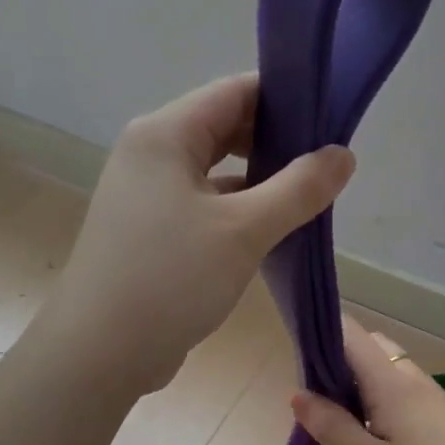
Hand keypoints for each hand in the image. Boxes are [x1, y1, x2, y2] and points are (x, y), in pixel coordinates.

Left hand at [47, 74, 354, 393]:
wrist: (101, 352)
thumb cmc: (170, 279)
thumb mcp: (244, 231)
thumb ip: (298, 189)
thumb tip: (343, 155)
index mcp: (164, 135)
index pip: (234, 92)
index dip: (286, 100)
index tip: (331, 122)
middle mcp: (150, 155)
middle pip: (224, 130)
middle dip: (276, 146)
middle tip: (326, 170)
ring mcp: (146, 197)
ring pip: (215, 174)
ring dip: (259, 184)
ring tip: (307, 203)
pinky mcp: (150, 234)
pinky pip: (202, 208)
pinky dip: (236, 215)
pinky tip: (270, 235)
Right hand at [290, 317, 444, 444]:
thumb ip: (331, 426)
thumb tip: (299, 394)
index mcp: (393, 382)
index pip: (351, 333)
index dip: (320, 334)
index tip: (295, 359)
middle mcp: (415, 381)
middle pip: (372, 350)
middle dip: (338, 365)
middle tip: (315, 404)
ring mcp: (435, 401)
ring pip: (388, 375)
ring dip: (359, 389)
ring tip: (338, 427)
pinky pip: (404, 398)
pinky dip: (379, 406)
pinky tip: (372, 442)